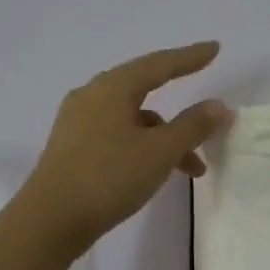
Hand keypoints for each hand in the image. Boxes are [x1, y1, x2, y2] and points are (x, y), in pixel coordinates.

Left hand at [19, 41, 233, 257]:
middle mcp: (92, 96)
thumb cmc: (108, 177)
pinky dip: (144, 147)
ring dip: (166, 138)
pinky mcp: (73, 148)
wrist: (50, 221)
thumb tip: (219, 106)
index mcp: (112, 88)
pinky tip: (156, 173)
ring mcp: (78, 123)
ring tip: (193, 169)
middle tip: (208, 117)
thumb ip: (193, 126)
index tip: (215, 48)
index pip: (159, 64)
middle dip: (181, 111)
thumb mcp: (160, 151)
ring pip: (134, 120)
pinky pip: (118, 136)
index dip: (190, 58)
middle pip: (145, 91)